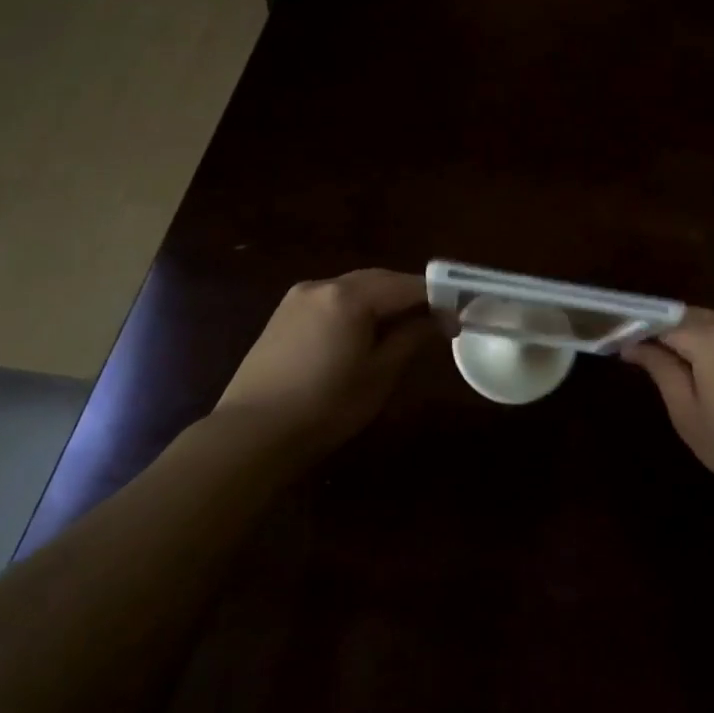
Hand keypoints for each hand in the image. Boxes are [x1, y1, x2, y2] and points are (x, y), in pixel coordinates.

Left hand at [216, 270, 435, 458]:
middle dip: (409, 295)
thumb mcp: (380, 374)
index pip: (405, 285)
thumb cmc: (327, 406)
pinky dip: (355, 309)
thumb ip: (412, 338)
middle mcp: (322, 285)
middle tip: (436, 319)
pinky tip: (364, 334)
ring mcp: (298, 298)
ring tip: (404, 328)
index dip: (437, 297)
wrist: (254, 432)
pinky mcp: (283, 315)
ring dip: (382, 301)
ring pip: (353, 288)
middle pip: (378, 280)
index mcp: (349, 297)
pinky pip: (331, 301)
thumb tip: (441, 319)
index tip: (459, 314)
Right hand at [624, 309, 713, 509]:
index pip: (664, 322)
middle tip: (648, 360)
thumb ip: (661, 371)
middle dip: (668, 333)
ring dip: (696, 339)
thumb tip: (634, 346)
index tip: (622, 348)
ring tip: (683, 371)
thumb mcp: (688, 414)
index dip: (641, 332)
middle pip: (693, 318)